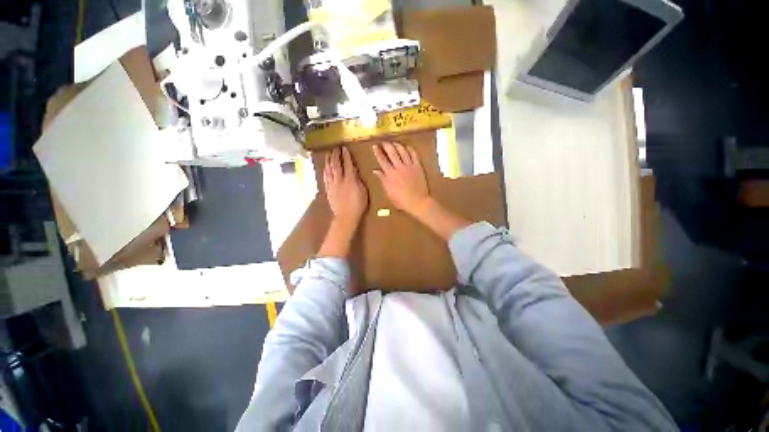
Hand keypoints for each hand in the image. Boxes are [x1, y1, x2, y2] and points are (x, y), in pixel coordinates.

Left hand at [324, 146, 367, 228]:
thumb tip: (354, 171)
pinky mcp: (328, 190)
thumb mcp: (363, 192)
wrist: (346, 216)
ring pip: (329, 170)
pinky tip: (325, 167)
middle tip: (335, 148)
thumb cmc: (358, 205)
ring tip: (328, 154)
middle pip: (336, 165)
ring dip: (328, 161)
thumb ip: (358, 180)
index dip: (346, 156)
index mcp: (350, 180)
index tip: (345, 148)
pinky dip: (325, 171)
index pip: (347, 164)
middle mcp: (339, 180)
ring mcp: (332, 185)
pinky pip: (325, 178)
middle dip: (335, 155)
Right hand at [372, 141, 429, 215]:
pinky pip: (414, 154)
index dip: (377, 152)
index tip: (374, 146)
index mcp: (390, 174)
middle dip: (386, 145)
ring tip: (394, 143)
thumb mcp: (388, 192)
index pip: (382, 160)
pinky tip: (407, 147)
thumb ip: (382, 180)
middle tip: (383, 142)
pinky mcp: (418, 166)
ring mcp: (409, 166)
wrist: (417, 202)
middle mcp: (399, 167)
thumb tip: (375, 170)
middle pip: (392, 152)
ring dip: (397, 145)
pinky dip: (410, 149)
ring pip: (402, 151)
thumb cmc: (401, 200)